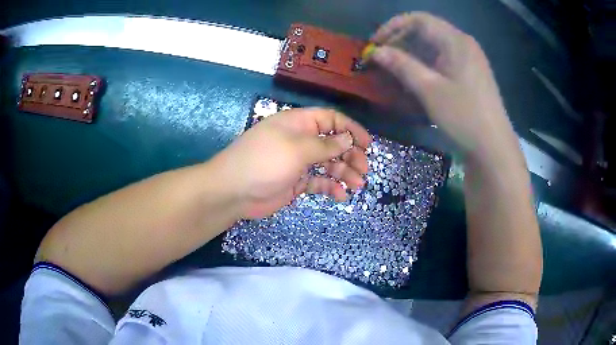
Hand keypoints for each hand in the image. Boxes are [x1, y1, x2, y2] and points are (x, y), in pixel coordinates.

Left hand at [213, 108, 371, 218]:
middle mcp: (300, 140)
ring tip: (357, 185)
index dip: (351, 129)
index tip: (368, 144)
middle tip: (364, 170)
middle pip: (333, 143)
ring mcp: (298, 162)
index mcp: (299, 124)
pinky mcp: (295, 182)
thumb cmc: (265, 161)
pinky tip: (341, 196)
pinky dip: (330, 188)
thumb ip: (325, 145)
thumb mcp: (297, 149)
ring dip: (344, 173)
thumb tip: (348, 138)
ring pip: (328, 164)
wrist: (233, 191)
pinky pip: (318, 182)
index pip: (331, 120)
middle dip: (351, 155)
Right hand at [370, 12, 519, 161]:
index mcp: (456, 41)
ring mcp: (468, 60)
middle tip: (381, 59)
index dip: (393, 27)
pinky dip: (425, 66)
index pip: (418, 19)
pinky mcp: (469, 75)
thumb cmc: (464, 116)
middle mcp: (463, 44)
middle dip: (400, 42)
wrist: (494, 147)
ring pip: (433, 47)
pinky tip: (414, 80)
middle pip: (426, 31)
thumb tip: (376, 51)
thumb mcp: (429, 90)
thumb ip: (401, 65)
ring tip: (393, 71)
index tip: (375, 44)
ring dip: (411, 55)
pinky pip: (442, 61)